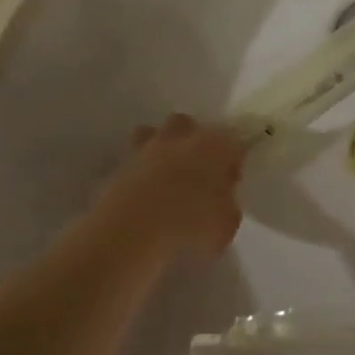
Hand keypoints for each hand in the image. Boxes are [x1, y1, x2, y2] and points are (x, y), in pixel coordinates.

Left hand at [86, 114, 244, 263]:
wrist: (132, 229)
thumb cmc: (191, 223)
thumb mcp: (226, 225)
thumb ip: (228, 208)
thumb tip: (222, 204)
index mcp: (215, 144)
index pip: (233, 139)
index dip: (234, 158)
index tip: (231, 180)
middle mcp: (181, 137)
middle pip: (189, 125)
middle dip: (194, 141)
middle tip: (198, 171)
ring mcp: (147, 148)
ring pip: (154, 134)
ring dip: (161, 149)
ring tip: (165, 177)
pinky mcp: (121, 165)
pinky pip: (133, 161)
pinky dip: (139, 171)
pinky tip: (144, 194)